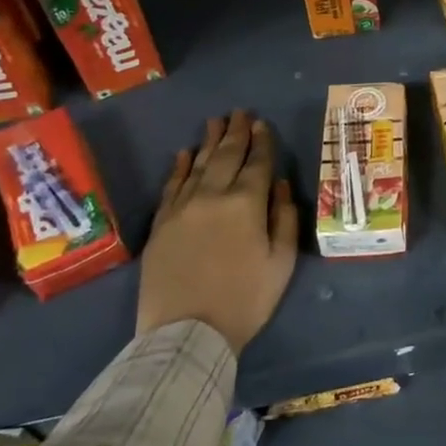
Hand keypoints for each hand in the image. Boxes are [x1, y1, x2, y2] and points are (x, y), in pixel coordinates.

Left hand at [138, 109, 298, 353]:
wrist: (186, 333)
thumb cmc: (245, 300)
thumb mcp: (282, 262)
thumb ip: (284, 218)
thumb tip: (279, 185)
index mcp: (247, 204)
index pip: (257, 163)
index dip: (262, 142)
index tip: (263, 123)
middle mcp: (213, 196)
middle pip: (226, 156)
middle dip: (236, 132)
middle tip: (240, 112)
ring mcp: (182, 208)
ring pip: (197, 164)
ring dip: (208, 141)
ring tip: (216, 122)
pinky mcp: (161, 224)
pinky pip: (171, 186)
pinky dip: (179, 167)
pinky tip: (183, 154)